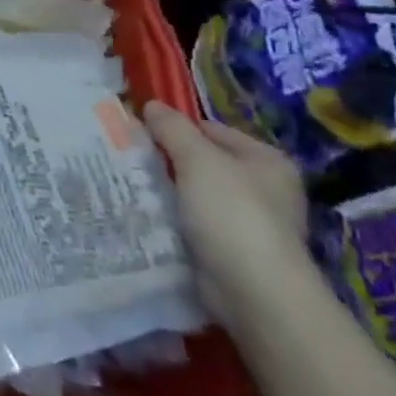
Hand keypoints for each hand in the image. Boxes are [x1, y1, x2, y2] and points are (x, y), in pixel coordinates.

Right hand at [143, 102, 309, 325]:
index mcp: (266, 160)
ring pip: (195, 194)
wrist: (254, 291)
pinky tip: (148, 217)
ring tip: (132, 186)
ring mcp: (250, 221)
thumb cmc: (232, 214)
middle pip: (203, 162)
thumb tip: (152, 105)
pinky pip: (194, 223)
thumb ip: (173, 129)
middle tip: (130, 160)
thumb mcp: (198, 160)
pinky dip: (173, 220)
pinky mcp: (233, 250)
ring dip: (167, 192)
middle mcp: (265, 188)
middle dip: (168, 161)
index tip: (138, 134)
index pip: (211, 129)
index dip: (174, 128)